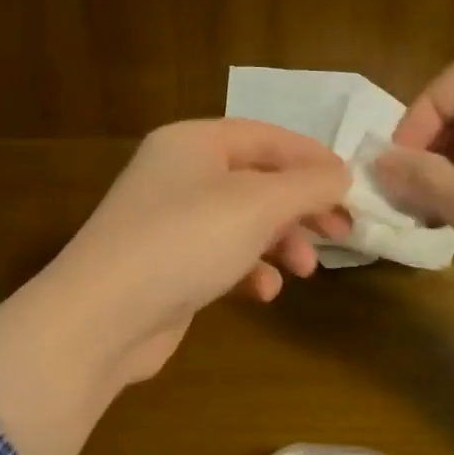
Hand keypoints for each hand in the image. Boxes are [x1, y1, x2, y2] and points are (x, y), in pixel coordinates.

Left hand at [45, 119, 351, 382]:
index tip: (352, 187)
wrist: (102, 317)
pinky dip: (248, 271)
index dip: (313, 158)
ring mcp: (170, 223)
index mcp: (193, 142)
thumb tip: (342, 175)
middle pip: (257, 181)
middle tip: (341, 233)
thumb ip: (308, 186)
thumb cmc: (185, 242)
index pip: (266, 137)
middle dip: (301, 208)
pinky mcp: (168, 267)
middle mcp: (179, 175)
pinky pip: (221, 258)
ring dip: (280, 243)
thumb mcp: (257, 205)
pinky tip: (263, 293)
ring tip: (304, 270)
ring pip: (242, 223)